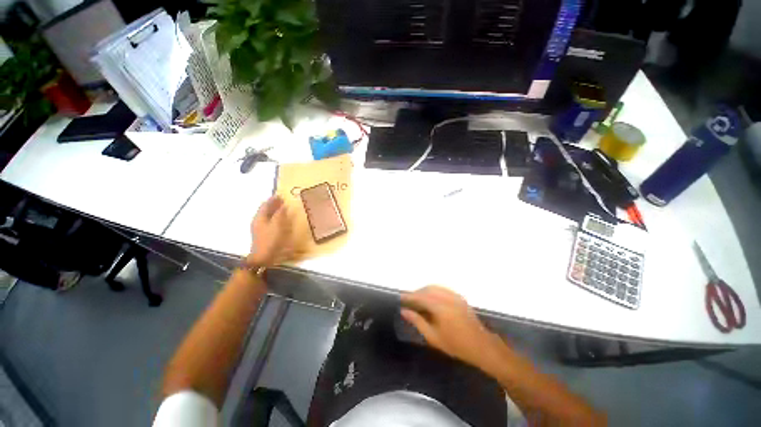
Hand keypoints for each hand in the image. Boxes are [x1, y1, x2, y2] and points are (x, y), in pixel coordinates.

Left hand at [248, 196, 293, 266]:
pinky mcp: (264, 235)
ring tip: (284, 209)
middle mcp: (258, 221)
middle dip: (274, 204)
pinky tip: (282, 220)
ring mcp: (260, 229)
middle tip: (283, 200)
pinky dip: (276, 218)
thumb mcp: (277, 225)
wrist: (264, 258)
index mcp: (260, 217)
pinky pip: (270, 222)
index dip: (273, 199)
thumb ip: (280, 214)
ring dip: (275, 211)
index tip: (281, 195)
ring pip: (267, 216)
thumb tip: (283, 205)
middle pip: (265, 210)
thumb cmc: (271, 240)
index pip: (265, 204)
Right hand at [401, 286, 500, 366]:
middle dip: (416, 293)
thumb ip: (417, 322)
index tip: (401, 298)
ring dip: (424, 290)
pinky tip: (431, 298)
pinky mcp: (459, 297)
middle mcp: (447, 297)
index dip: (409, 296)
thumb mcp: (433, 337)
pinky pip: (443, 289)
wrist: (480, 345)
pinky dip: (434, 290)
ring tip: (418, 299)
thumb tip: (404, 311)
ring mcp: (454, 296)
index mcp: (440, 307)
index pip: (420, 297)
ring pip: (435, 287)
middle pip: (427, 289)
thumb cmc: (455, 344)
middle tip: (409, 300)